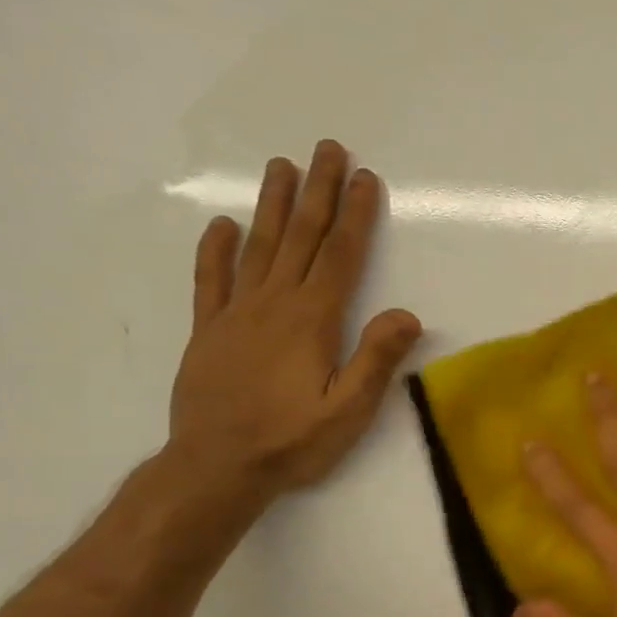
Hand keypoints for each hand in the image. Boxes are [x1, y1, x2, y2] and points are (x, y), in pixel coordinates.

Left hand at [166, 141, 421, 501]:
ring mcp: (235, 315)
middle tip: (325, 148)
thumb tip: (407, 314)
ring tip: (280, 166)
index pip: (339, 256)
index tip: (364, 178)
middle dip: (316, 192)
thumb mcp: (350, 409)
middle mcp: (273, 305)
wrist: (216, 468)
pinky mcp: (208, 332)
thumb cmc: (293, 440)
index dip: (355, 215)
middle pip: (299, 237)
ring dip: (272, 205)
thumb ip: (377, 359)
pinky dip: (215, 250)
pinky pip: (210, 281)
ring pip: (257, 248)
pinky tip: (221, 225)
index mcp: (312, 320)